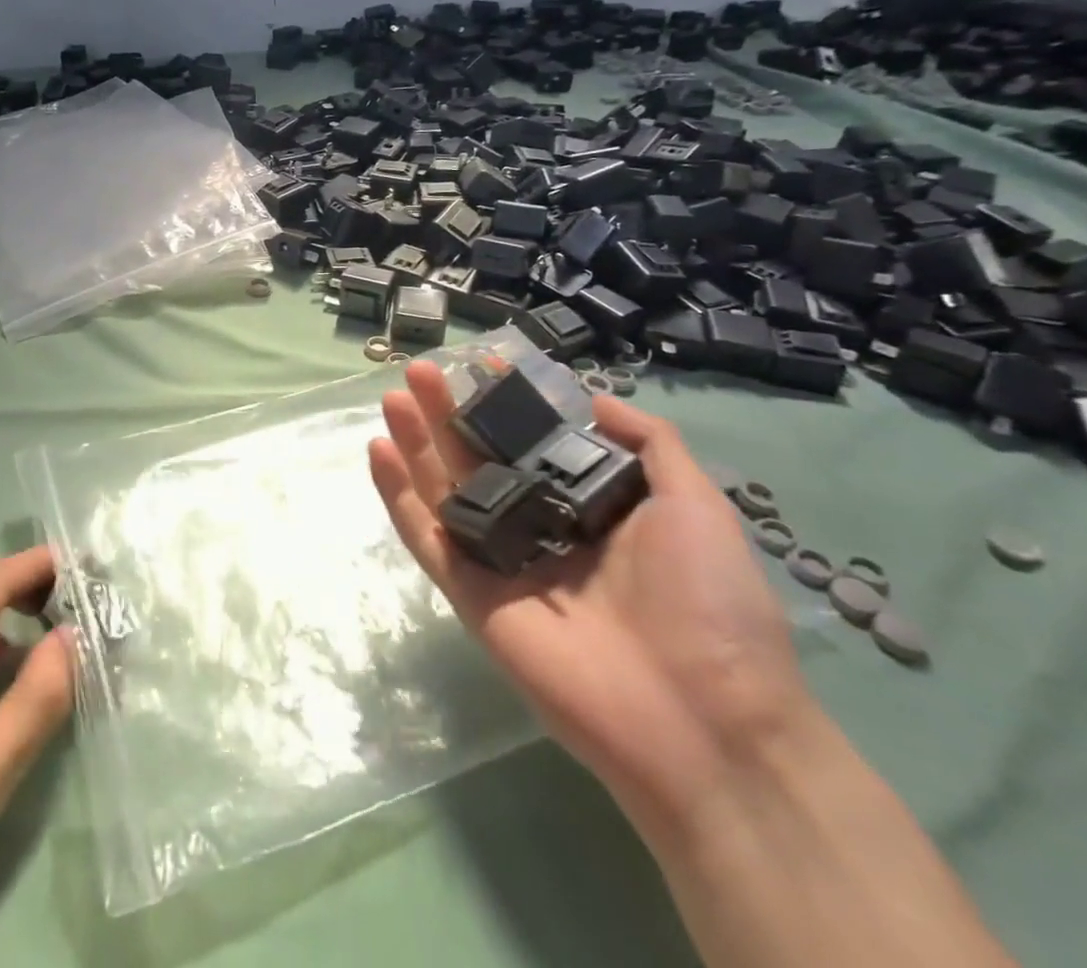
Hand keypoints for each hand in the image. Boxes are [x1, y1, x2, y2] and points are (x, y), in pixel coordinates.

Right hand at [367, 360, 811, 831]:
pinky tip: (379, 449)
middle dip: (450, 412)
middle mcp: (536, 526)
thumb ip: (651, 444)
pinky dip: (396, 494)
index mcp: (586, 507)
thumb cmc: (707, 604)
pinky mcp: (468, 592)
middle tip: (422, 371)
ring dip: (415, 441)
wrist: (702, 721)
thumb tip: (595, 398)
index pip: (532, 443)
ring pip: (443, 489)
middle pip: (479, 458)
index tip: (484, 365)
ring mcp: (497, 559)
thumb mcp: (696, 505)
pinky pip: (425, 535)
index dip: (506, 404)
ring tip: (396, 395)